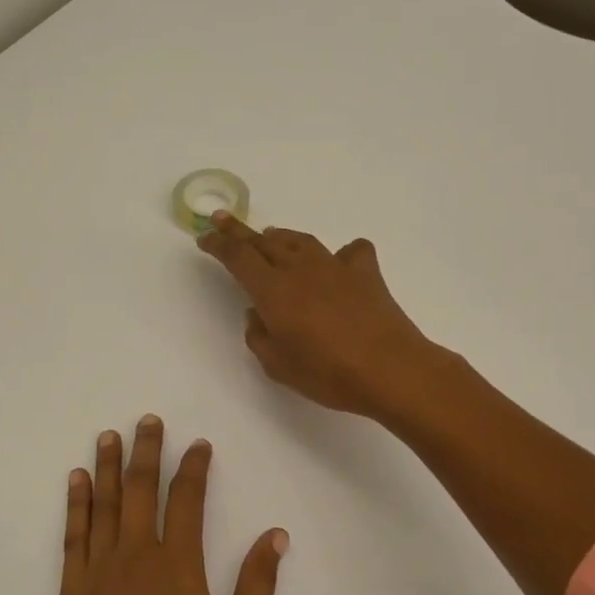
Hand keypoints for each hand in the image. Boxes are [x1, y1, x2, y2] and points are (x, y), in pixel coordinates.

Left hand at [54, 415, 287, 594]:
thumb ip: (257, 588)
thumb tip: (276, 535)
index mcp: (178, 569)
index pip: (186, 500)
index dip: (193, 467)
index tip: (197, 444)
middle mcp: (135, 559)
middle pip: (139, 489)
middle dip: (145, 450)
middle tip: (147, 420)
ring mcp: (96, 575)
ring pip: (102, 505)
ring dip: (106, 466)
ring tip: (109, 434)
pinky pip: (73, 537)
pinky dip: (75, 504)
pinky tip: (76, 481)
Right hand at [197, 215, 442, 420]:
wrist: (389, 369)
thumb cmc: (327, 373)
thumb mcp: (277, 365)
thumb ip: (259, 335)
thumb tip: (259, 314)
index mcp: (273, 290)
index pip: (237, 257)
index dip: (218, 244)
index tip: (204, 237)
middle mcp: (300, 269)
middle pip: (264, 241)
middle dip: (239, 231)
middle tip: (223, 220)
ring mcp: (335, 267)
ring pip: (301, 241)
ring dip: (281, 237)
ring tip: (271, 237)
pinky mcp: (365, 273)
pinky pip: (350, 252)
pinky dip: (340, 254)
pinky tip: (339, 263)